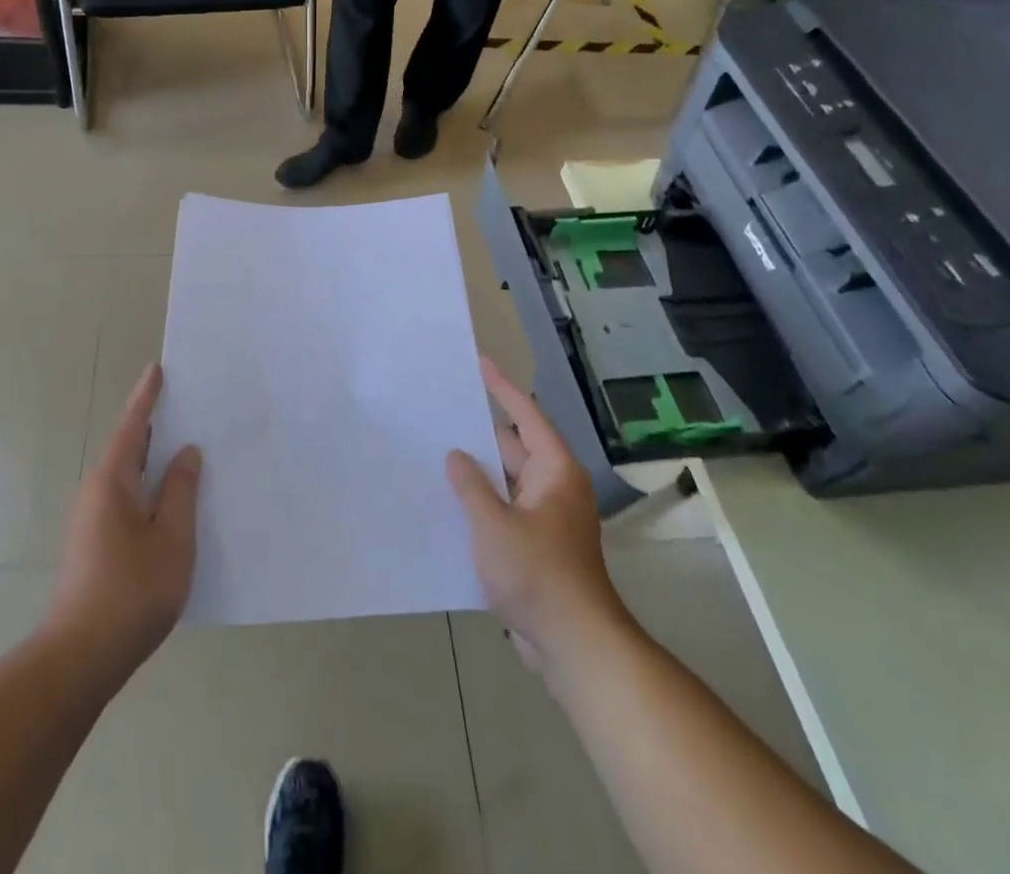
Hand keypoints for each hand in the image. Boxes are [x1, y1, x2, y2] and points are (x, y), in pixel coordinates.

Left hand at [49, 365, 201, 677]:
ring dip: (154, 461)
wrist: (79, 659)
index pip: (133, 426)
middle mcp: (96, 493)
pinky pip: (127, 500)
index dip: (147, 397)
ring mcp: (92, 521)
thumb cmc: (131, 592)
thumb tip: (186, 453)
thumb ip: (181, 490)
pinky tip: (173, 503)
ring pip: (128, 477)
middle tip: (188, 407)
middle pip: (129, 448)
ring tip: (188, 451)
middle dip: (155, 427)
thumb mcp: (172, 538)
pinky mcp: (94, 545)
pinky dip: (150, 489)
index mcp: (112, 481)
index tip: (157, 368)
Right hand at [447, 358, 623, 669]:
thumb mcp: (494, 525)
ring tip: (434, 453)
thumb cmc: (538, 575)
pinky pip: (504, 511)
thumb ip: (471, 485)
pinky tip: (448, 504)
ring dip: (477, 472)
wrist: (575, 647)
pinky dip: (481, 503)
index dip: (502, 388)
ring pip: (506, 482)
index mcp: (554, 472)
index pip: (526, 416)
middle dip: (478, 433)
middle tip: (440, 412)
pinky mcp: (536, 547)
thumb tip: (456, 456)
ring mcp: (545, 519)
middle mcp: (553, 488)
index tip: (479, 363)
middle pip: (513, 448)